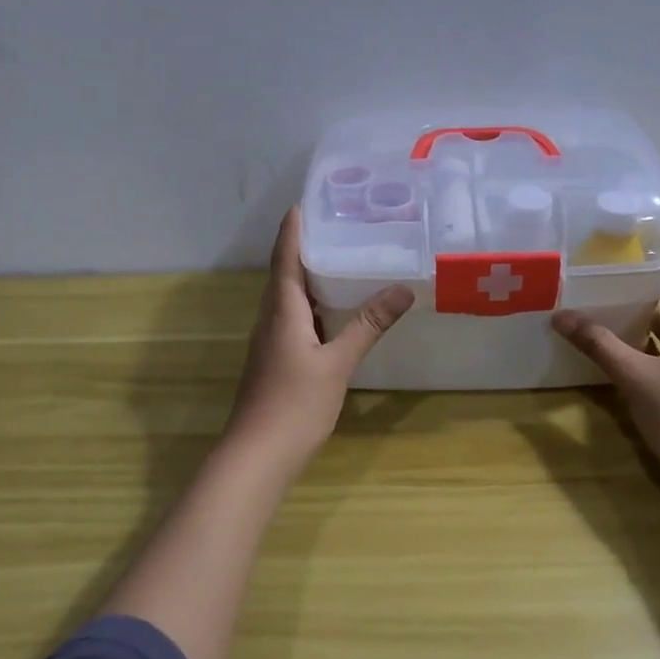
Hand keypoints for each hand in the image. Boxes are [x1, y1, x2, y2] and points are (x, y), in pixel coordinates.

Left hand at [226, 207, 414, 468]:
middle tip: (339, 227)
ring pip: (290, 299)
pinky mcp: (276, 361)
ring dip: (310, 278)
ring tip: (343, 261)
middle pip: (285, 274)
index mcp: (281, 311)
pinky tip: (335, 313)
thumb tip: (402, 289)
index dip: (293, 230)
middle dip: (306, 248)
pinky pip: (294, 320)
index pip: (284, 258)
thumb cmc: (295, 404)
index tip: (306, 202)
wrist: (258, 455)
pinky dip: (314, 307)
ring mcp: (271, 342)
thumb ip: (368, 325)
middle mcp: (271, 319)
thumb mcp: (337, 363)